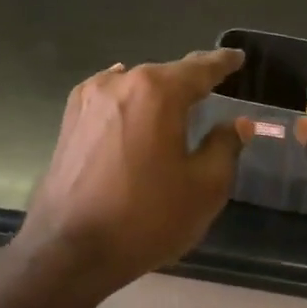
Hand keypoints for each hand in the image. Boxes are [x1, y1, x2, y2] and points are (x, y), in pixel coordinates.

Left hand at [17, 50, 252, 294]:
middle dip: (189, 82)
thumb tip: (237, 124)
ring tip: (176, 105)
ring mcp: (90, 99)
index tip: (237, 57)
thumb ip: (225, 147)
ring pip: (136, 86)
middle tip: (212, 88)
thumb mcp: (203, 188)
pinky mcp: (70, 121)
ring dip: (157, 94)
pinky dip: (130, 102)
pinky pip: (111, 99)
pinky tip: (134, 108)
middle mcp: (121, 83)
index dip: (222, 63)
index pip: (200, 69)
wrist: (68, 250)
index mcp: (157, 91)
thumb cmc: (145, 217)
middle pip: (166, 75)